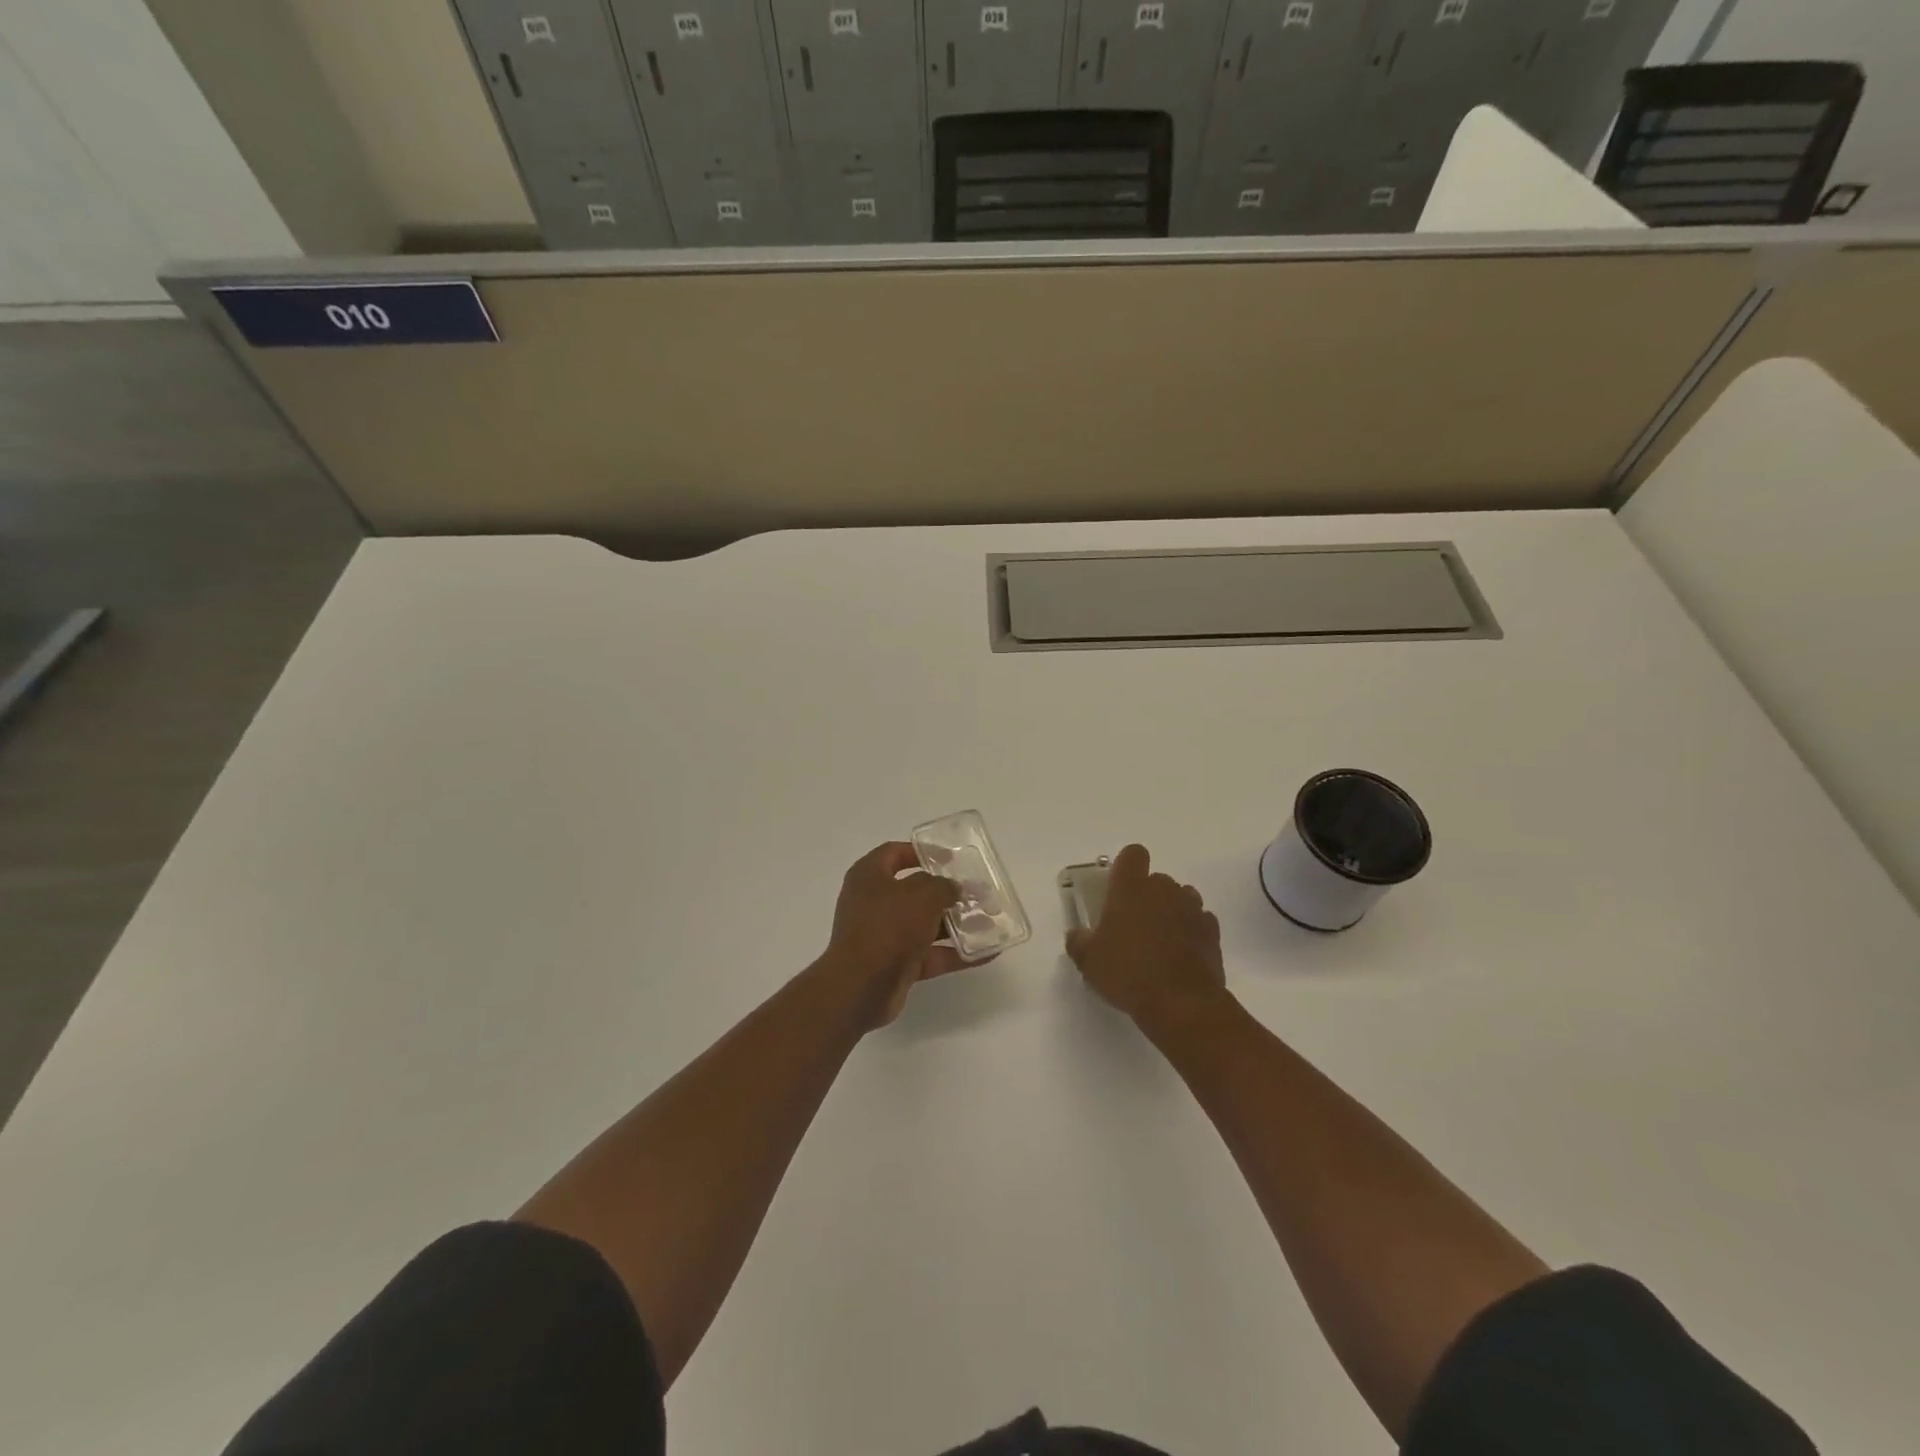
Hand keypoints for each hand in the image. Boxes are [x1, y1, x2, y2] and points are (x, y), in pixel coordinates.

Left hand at [823, 842, 970, 1028]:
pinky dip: (954, 953)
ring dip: (956, 925)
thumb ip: (943, 886)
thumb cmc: (888, 926)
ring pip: (924, 925)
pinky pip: (929, 954)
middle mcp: (873, 902)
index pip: (895, 853)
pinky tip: (986, 953)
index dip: (923, 852)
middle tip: (977, 893)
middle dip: (947, 893)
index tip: (952, 858)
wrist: (861, 987)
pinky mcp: (894, 964)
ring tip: (989, 923)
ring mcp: (883, 935)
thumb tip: (952, 888)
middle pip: (915, 891)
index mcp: (869, 876)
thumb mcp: (922, 895)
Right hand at [1065, 844, 1227, 1031]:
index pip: (1133, 854)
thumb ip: (1078, 941)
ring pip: (1181, 897)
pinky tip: (1181, 954)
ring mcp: (1192, 909)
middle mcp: (1164, 890)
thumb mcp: (1088, 961)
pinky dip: (1191, 931)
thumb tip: (1077, 935)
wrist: (1181, 1003)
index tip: (1118, 888)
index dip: (1126, 867)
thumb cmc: (1128, 973)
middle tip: (1133, 924)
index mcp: (1131, 888)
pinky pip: (1199, 921)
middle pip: (1157, 879)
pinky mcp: (1212, 932)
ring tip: (1160, 939)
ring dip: (1171, 911)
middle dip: (1147, 895)